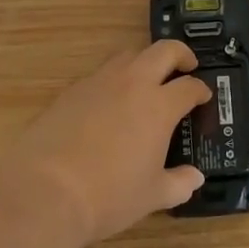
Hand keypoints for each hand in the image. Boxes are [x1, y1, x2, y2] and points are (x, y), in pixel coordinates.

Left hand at [3, 41, 209, 246]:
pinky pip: (100, 74)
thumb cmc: (108, 196)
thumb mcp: (151, 196)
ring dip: (144, 61)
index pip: (189, 86)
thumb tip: (194, 178)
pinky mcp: (71, 91)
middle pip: (163, 51)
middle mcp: (132, 84)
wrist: (44, 191)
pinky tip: (109, 102)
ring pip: (128, 55)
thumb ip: (178, 184)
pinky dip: (113, 80)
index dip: (200, 89)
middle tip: (186, 67)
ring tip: (147, 80)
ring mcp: (99, 82)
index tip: (204, 96)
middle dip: (180, 54)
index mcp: (159, 106)